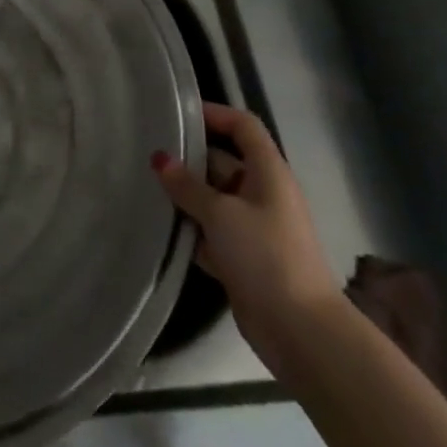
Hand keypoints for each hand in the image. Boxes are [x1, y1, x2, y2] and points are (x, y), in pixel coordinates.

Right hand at [153, 103, 341, 370]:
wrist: (301, 331)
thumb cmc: (265, 256)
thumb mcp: (221, 214)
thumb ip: (187, 186)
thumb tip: (160, 158)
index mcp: (268, 172)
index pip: (243, 126)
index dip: (215, 114)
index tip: (178, 114)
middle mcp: (263, 194)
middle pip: (223, 162)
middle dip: (189, 158)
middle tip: (148, 153)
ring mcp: (254, 228)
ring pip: (214, 199)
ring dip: (186, 197)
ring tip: (146, 187)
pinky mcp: (244, 258)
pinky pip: (212, 232)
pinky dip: (192, 230)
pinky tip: (162, 229)